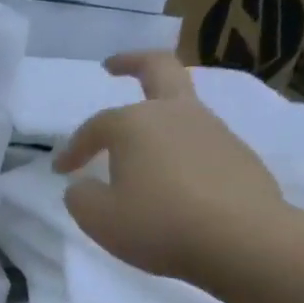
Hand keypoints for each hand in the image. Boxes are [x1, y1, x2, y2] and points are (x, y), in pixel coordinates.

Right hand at [52, 52, 284, 283]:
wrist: (242, 240)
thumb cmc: (158, 224)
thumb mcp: (98, 218)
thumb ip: (81, 197)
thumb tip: (82, 185)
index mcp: (135, 124)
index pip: (95, 127)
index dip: (73, 148)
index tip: (60, 171)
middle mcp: (175, 114)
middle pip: (158, 69)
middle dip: (132, 62)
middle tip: (113, 66)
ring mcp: (214, 130)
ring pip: (181, 108)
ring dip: (158, 116)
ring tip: (140, 147)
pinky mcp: (239, 155)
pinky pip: (200, 142)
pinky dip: (180, 150)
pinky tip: (173, 179)